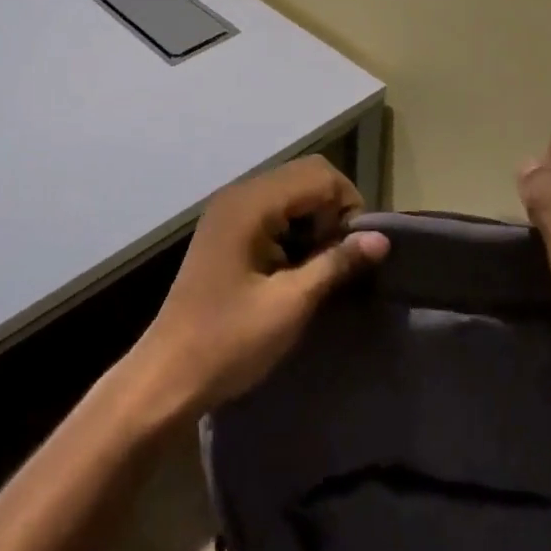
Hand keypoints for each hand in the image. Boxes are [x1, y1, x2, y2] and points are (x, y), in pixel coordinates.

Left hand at [129, 156, 388, 420]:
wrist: (168, 376)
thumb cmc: (229, 342)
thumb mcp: (290, 304)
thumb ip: (336, 263)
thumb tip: (381, 239)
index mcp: (251, 203)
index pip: (318, 175)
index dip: (347, 206)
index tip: (354, 252)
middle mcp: (239, 194)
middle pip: (305, 177)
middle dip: (333, 211)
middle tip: (340, 259)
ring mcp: (229, 211)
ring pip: (291, 193)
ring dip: (314, 221)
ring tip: (321, 267)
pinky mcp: (227, 231)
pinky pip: (273, 211)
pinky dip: (294, 230)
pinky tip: (296, 269)